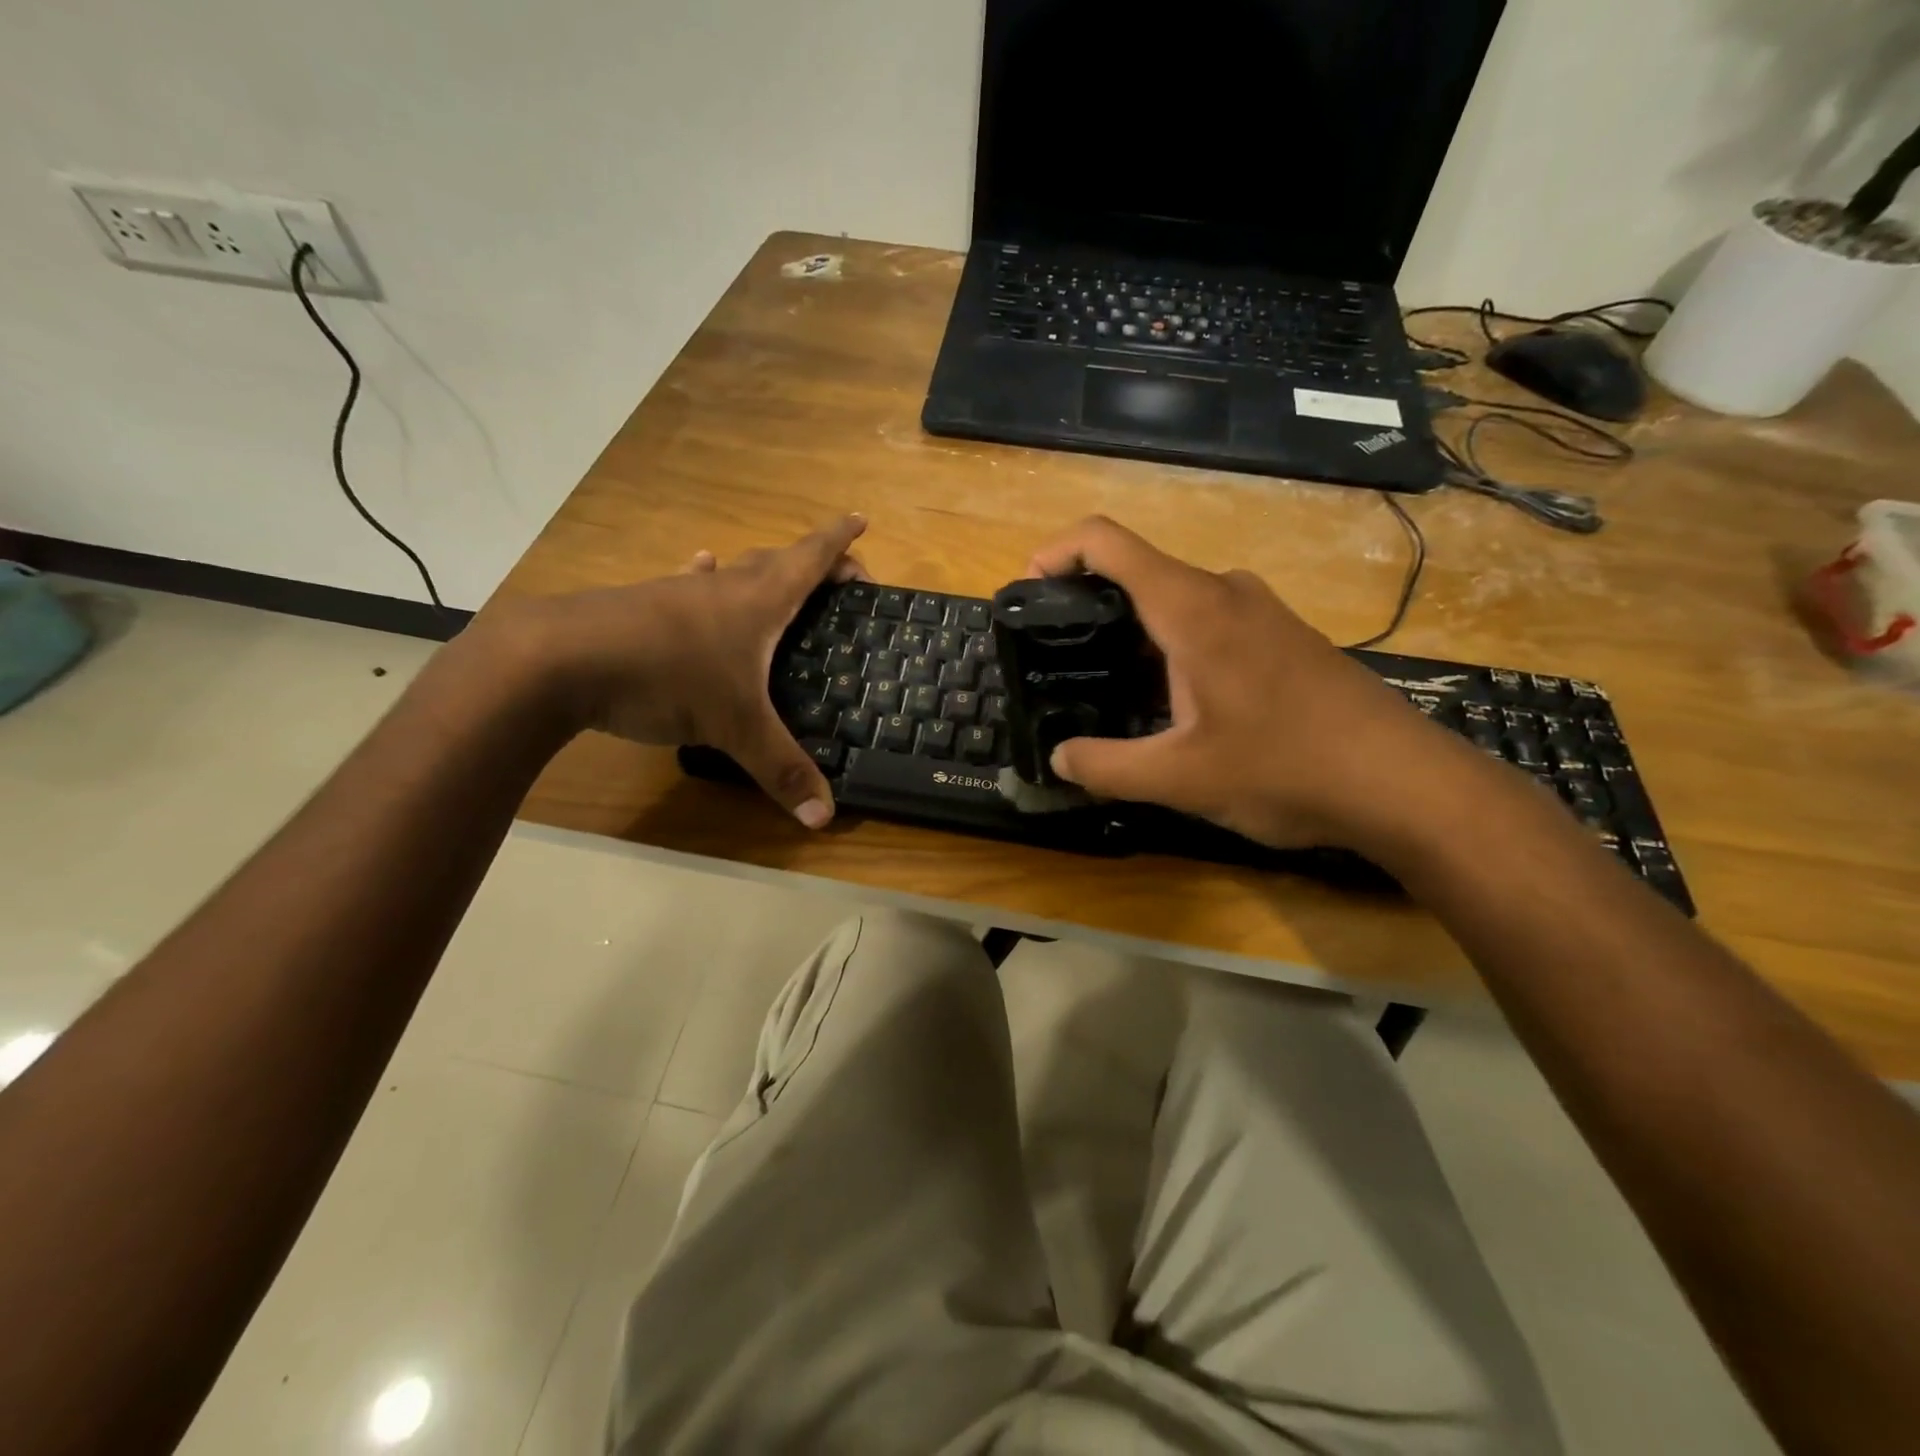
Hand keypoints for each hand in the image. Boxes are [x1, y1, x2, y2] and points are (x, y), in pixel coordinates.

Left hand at [496, 515, 867, 828]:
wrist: (559, 658)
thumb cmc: (667, 677)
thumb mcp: (734, 728)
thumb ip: (781, 770)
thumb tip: (824, 818)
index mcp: (759, 601)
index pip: (810, 558)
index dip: (840, 540)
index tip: (862, 519)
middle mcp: (723, 587)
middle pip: (777, 561)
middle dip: (812, 561)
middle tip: (836, 576)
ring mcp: (679, 593)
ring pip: (732, 572)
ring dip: (760, 571)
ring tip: (775, 580)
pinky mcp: (643, 606)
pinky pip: (687, 586)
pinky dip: (703, 580)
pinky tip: (696, 578)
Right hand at [1027, 516, 1478, 853]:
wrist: (1402, 782)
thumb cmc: (1285, 768)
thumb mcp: (1180, 778)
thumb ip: (1106, 767)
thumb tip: (1059, 759)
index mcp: (1191, 608)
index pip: (1107, 542)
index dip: (1057, 552)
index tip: (1028, 589)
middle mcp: (1225, 592)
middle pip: (1138, 573)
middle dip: (1090, 608)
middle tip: (1062, 661)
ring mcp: (1261, 612)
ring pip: (1176, 602)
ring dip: (1134, 636)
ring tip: (1110, 691)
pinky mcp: (1284, 637)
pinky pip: (1210, 623)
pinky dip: (1173, 648)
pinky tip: (1176, 705)